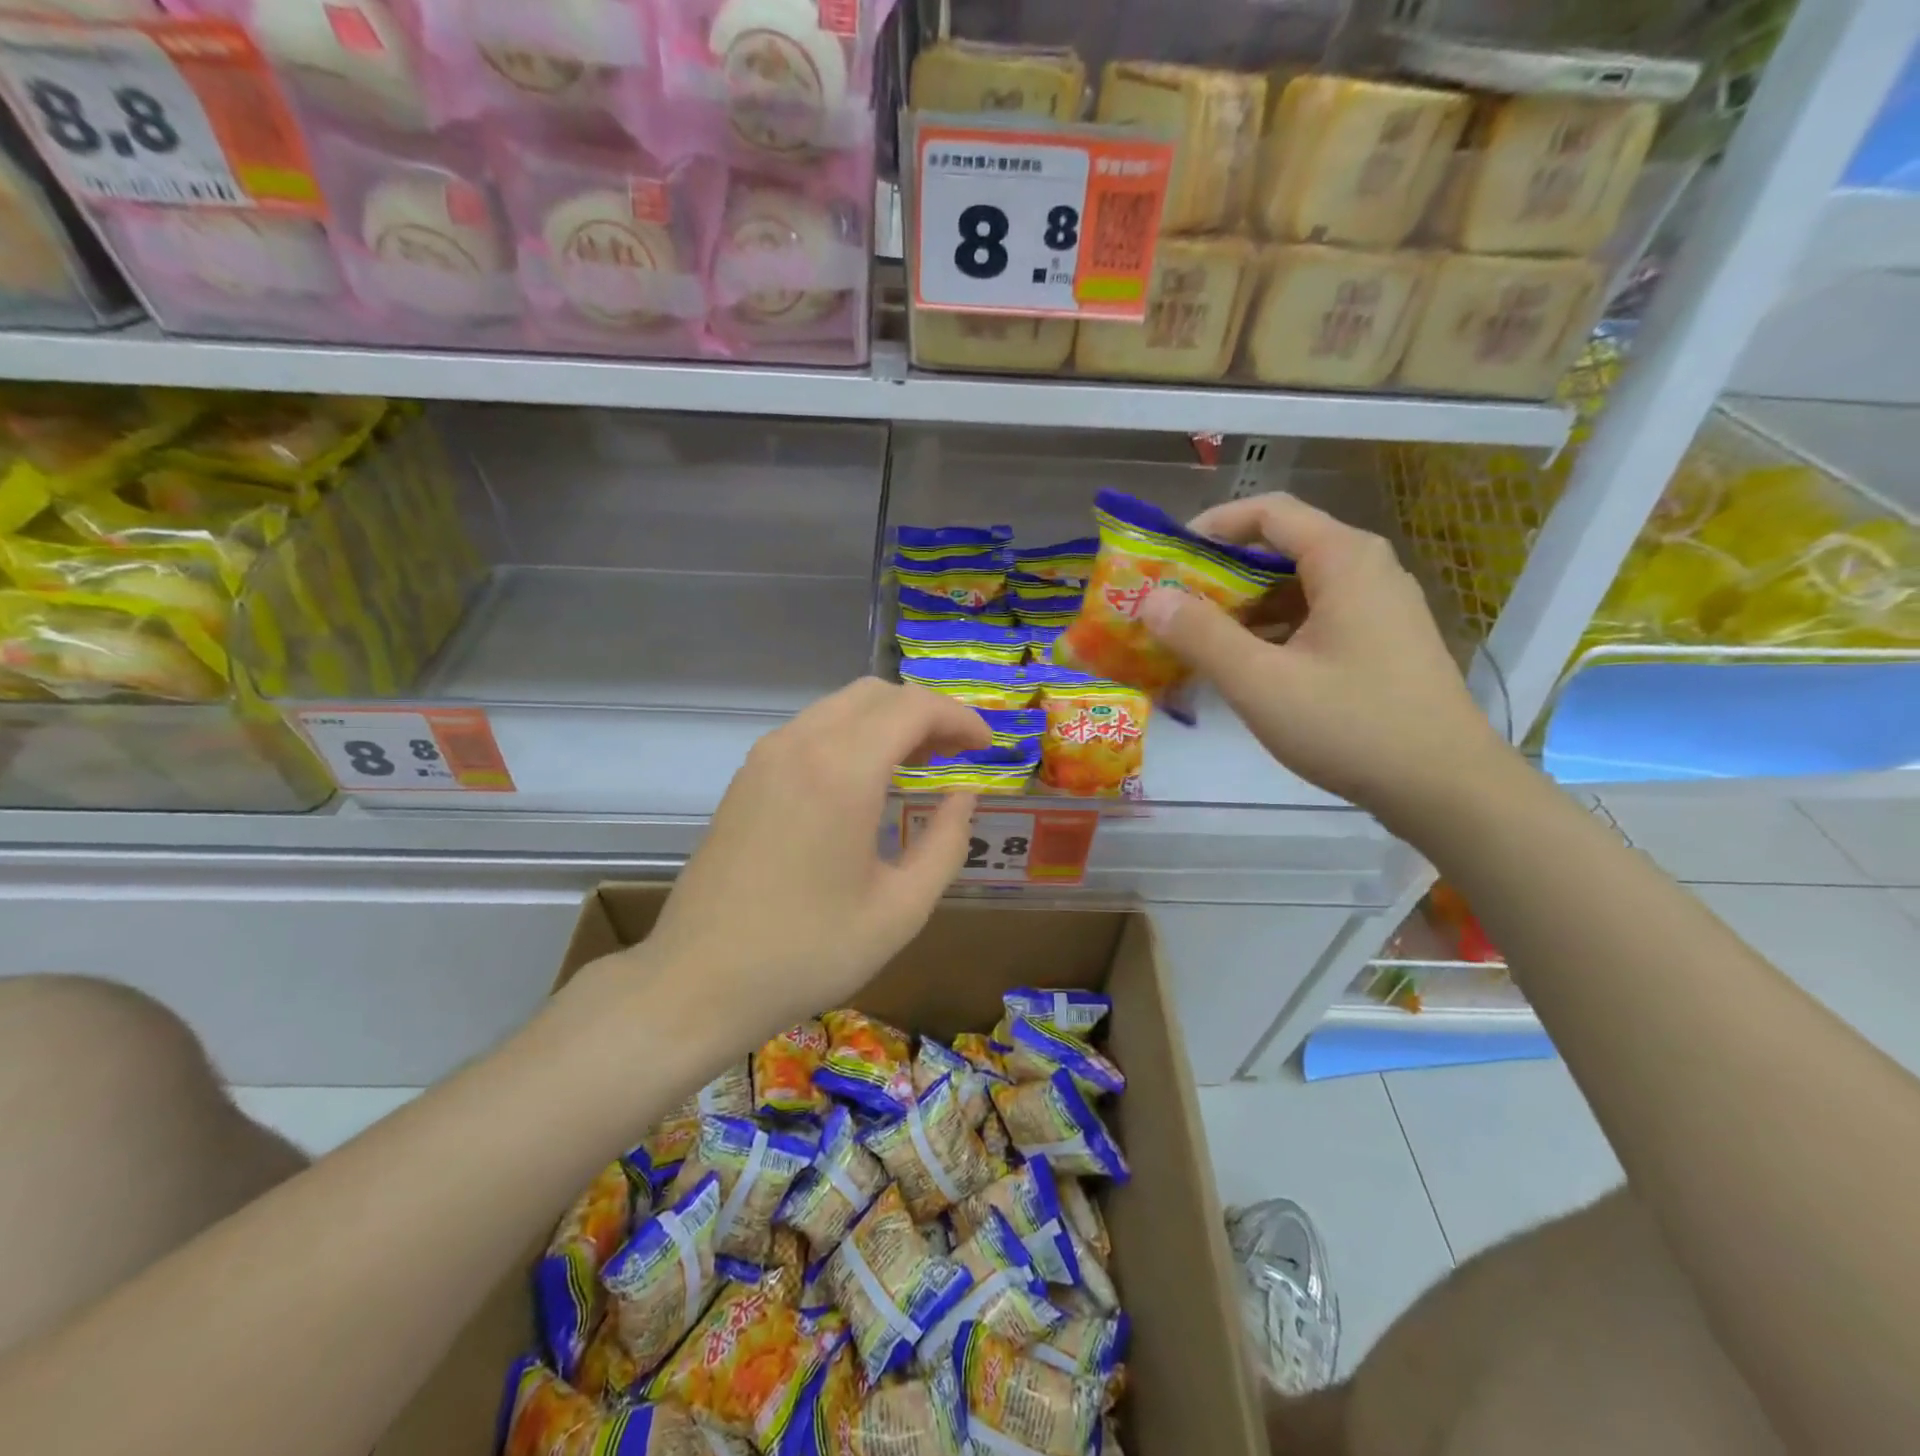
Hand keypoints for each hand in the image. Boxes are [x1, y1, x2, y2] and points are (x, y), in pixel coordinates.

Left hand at [595, 679, 991, 1046]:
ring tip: (918, 764)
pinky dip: (851, 736)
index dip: (959, 718)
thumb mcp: (900, 910)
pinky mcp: (746, 777)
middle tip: (955, 755)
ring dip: (887, 722)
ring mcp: (765, 757)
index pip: (913, 708)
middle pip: (876, 694)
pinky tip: (865, 781)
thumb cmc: (808, 953)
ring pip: (840, 706)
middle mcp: (800, 745)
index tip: (986, 749)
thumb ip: (945, 842)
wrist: (697, 982)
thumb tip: (963, 795)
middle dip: (925, 713)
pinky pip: (811, 730)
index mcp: (842, 771)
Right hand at [1141, 493, 1510, 823]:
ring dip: (1245, 605)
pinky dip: (1273, 630)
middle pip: (1282, 548)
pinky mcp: (1382, 643)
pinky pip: (1316, 617)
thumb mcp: (1261, 682)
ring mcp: (1379, 608)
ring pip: (1298, 586)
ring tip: (1198, 638)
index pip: (1268, 512)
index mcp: (1344, 559)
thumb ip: (1201, 635)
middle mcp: (1366, 570)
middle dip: (1221, 573)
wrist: (1446, 788)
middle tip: (1173, 605)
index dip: (1211, 527)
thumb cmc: (1351, 726)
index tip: (1167, 559)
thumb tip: (1151, 598)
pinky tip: (1245, 665)